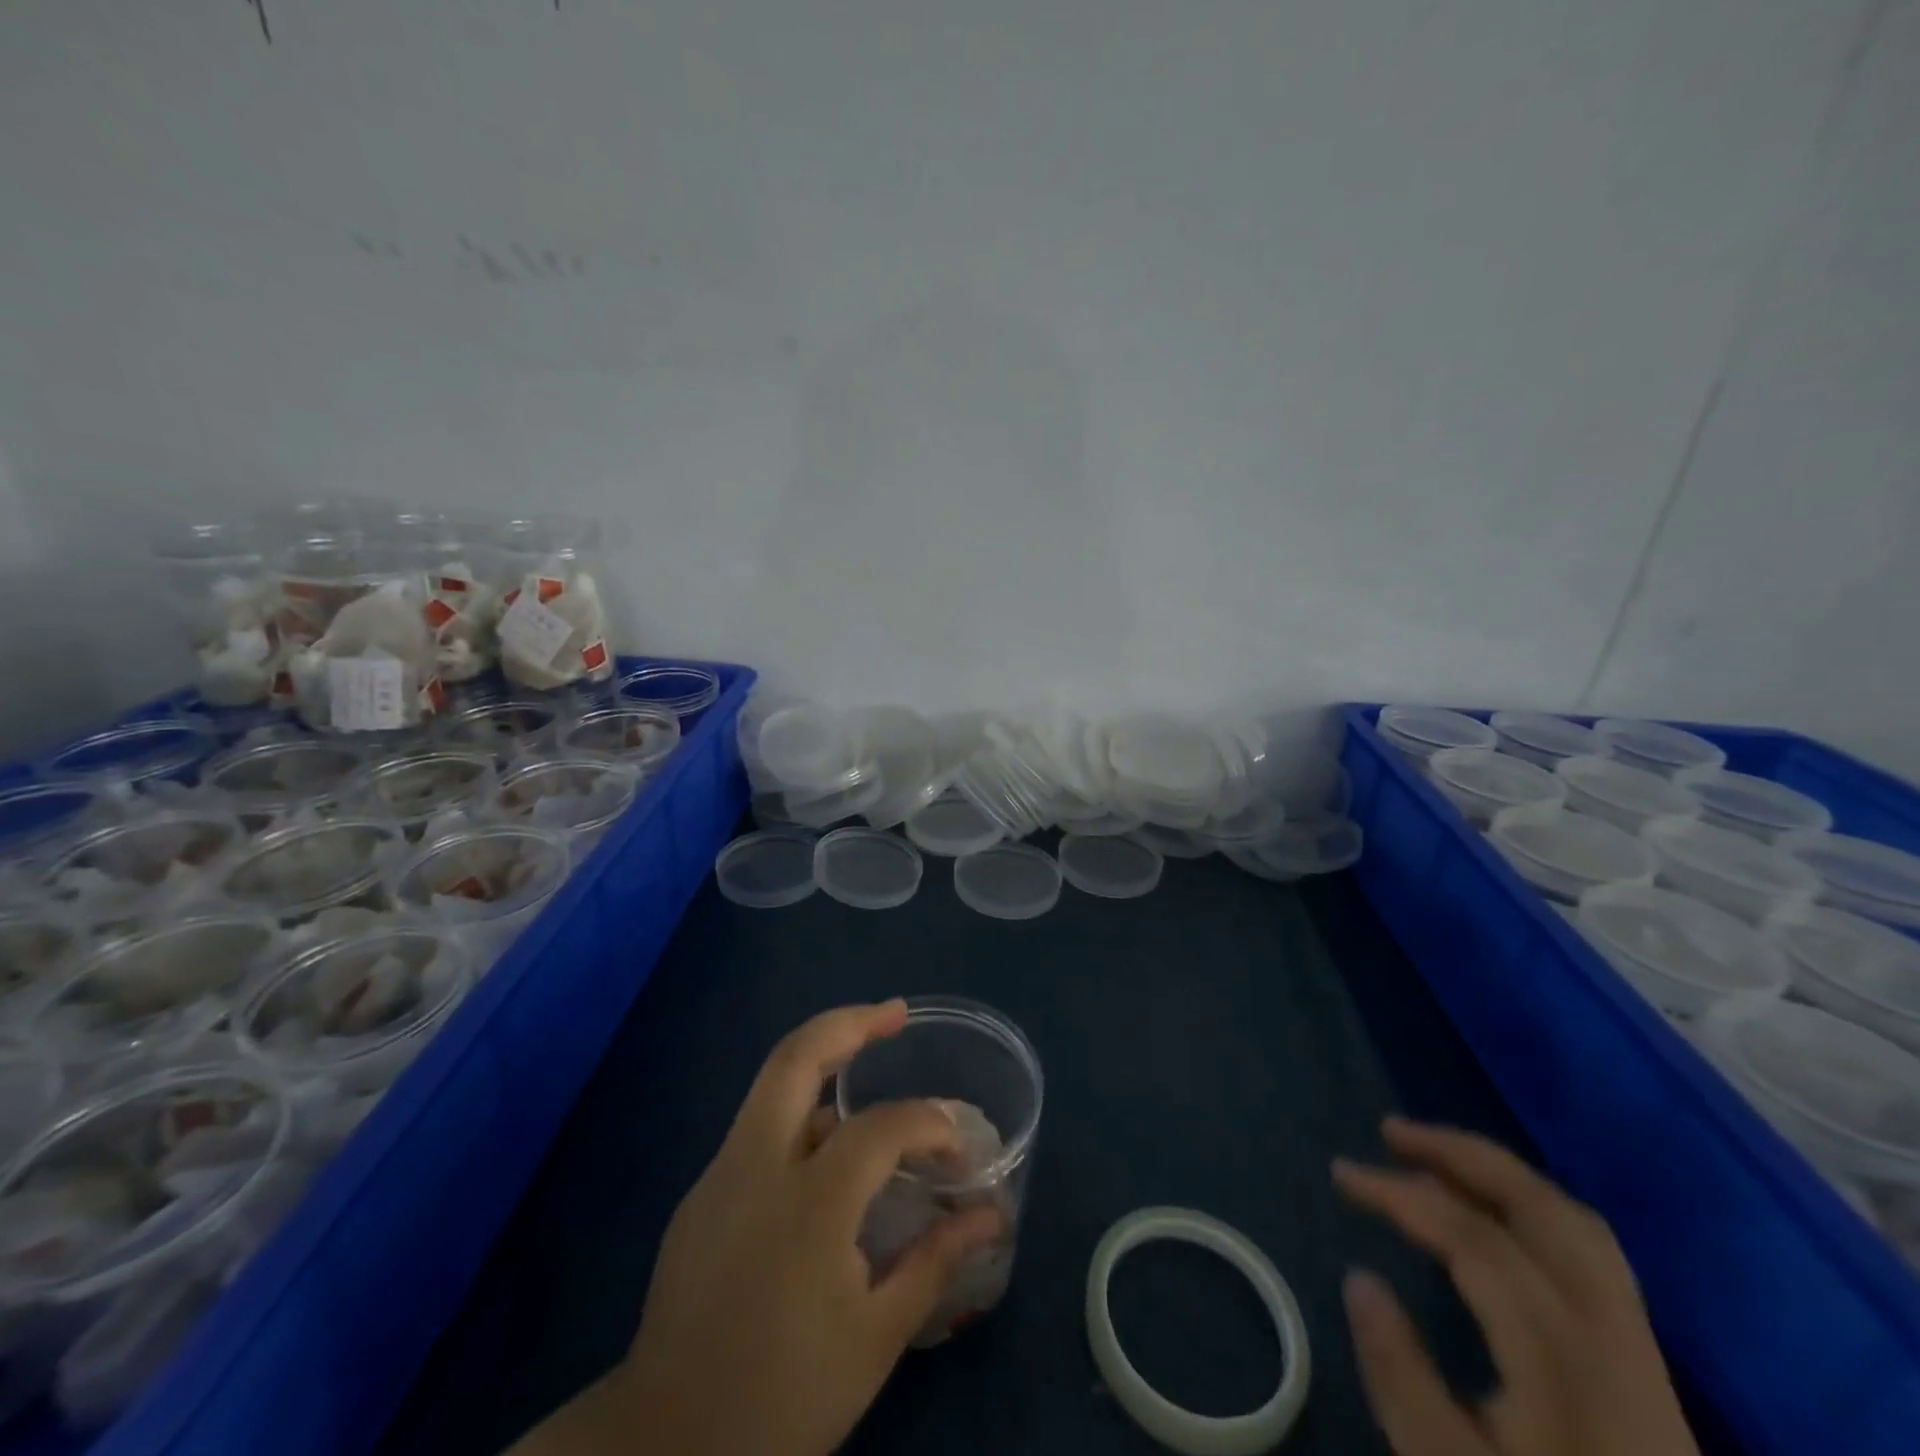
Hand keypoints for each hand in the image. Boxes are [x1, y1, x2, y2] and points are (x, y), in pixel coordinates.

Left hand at [512, 1001, 1003, 1455]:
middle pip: (797, 1056)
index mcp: (808, 1204)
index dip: (929, 1124)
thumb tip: (992, 1214)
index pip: (881, 1128)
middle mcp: (757, 1166)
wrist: (661, 1448)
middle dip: (850, 1022)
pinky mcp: (700, 1193)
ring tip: (869, 1067)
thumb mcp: (875, 1339)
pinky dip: (800, 1113)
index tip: (958, 1152)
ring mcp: (720, 1173)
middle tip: (895, 1013)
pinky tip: (825, 1152)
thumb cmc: (782, 1397)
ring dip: (823, 1059)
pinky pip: (759, 1128)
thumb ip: (936, 1262)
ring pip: (772, 1084)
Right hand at [1333, 1118, 1699, 1455]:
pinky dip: (1531, 1211)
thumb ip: (1400, 1376)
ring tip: (1435, 1161)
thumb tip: (1359, 1278)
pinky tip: (1492, 1221)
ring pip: (1575, 1227)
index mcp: (1564, 1358)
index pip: (1474, 1238)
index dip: (1401, 1193)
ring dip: (1500, 1177)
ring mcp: (1641, 1352)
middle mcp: (1612, 1336)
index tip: (1341, 1174)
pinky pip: (1589, 1255)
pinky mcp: (1647, 1372)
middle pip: (1542, 1210)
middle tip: (1393, 1131)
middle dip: (1461, 1155)